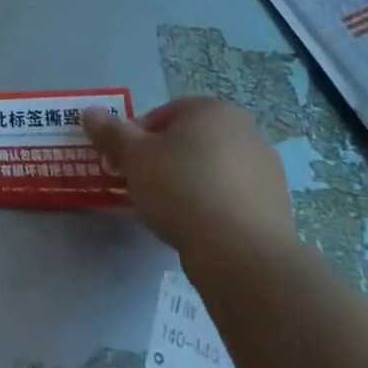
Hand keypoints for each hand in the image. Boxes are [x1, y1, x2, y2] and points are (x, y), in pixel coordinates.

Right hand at [82, 98, 296, 266]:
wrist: (243, 256)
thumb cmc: (182, 189)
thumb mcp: (134, 157)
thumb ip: (111, 132)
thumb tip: (90, 112)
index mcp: (214, 111)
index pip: (165, 114)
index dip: (139, 137)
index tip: (127, 162)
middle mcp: (247, 134)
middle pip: (190, 142)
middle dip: (164, 160)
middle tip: (143, 185)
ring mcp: (268, 174)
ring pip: (212, 171)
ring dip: (189, 185)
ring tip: (168, 212)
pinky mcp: (276, 211)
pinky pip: (232, 201)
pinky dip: (212, 209)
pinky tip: (195, 229)